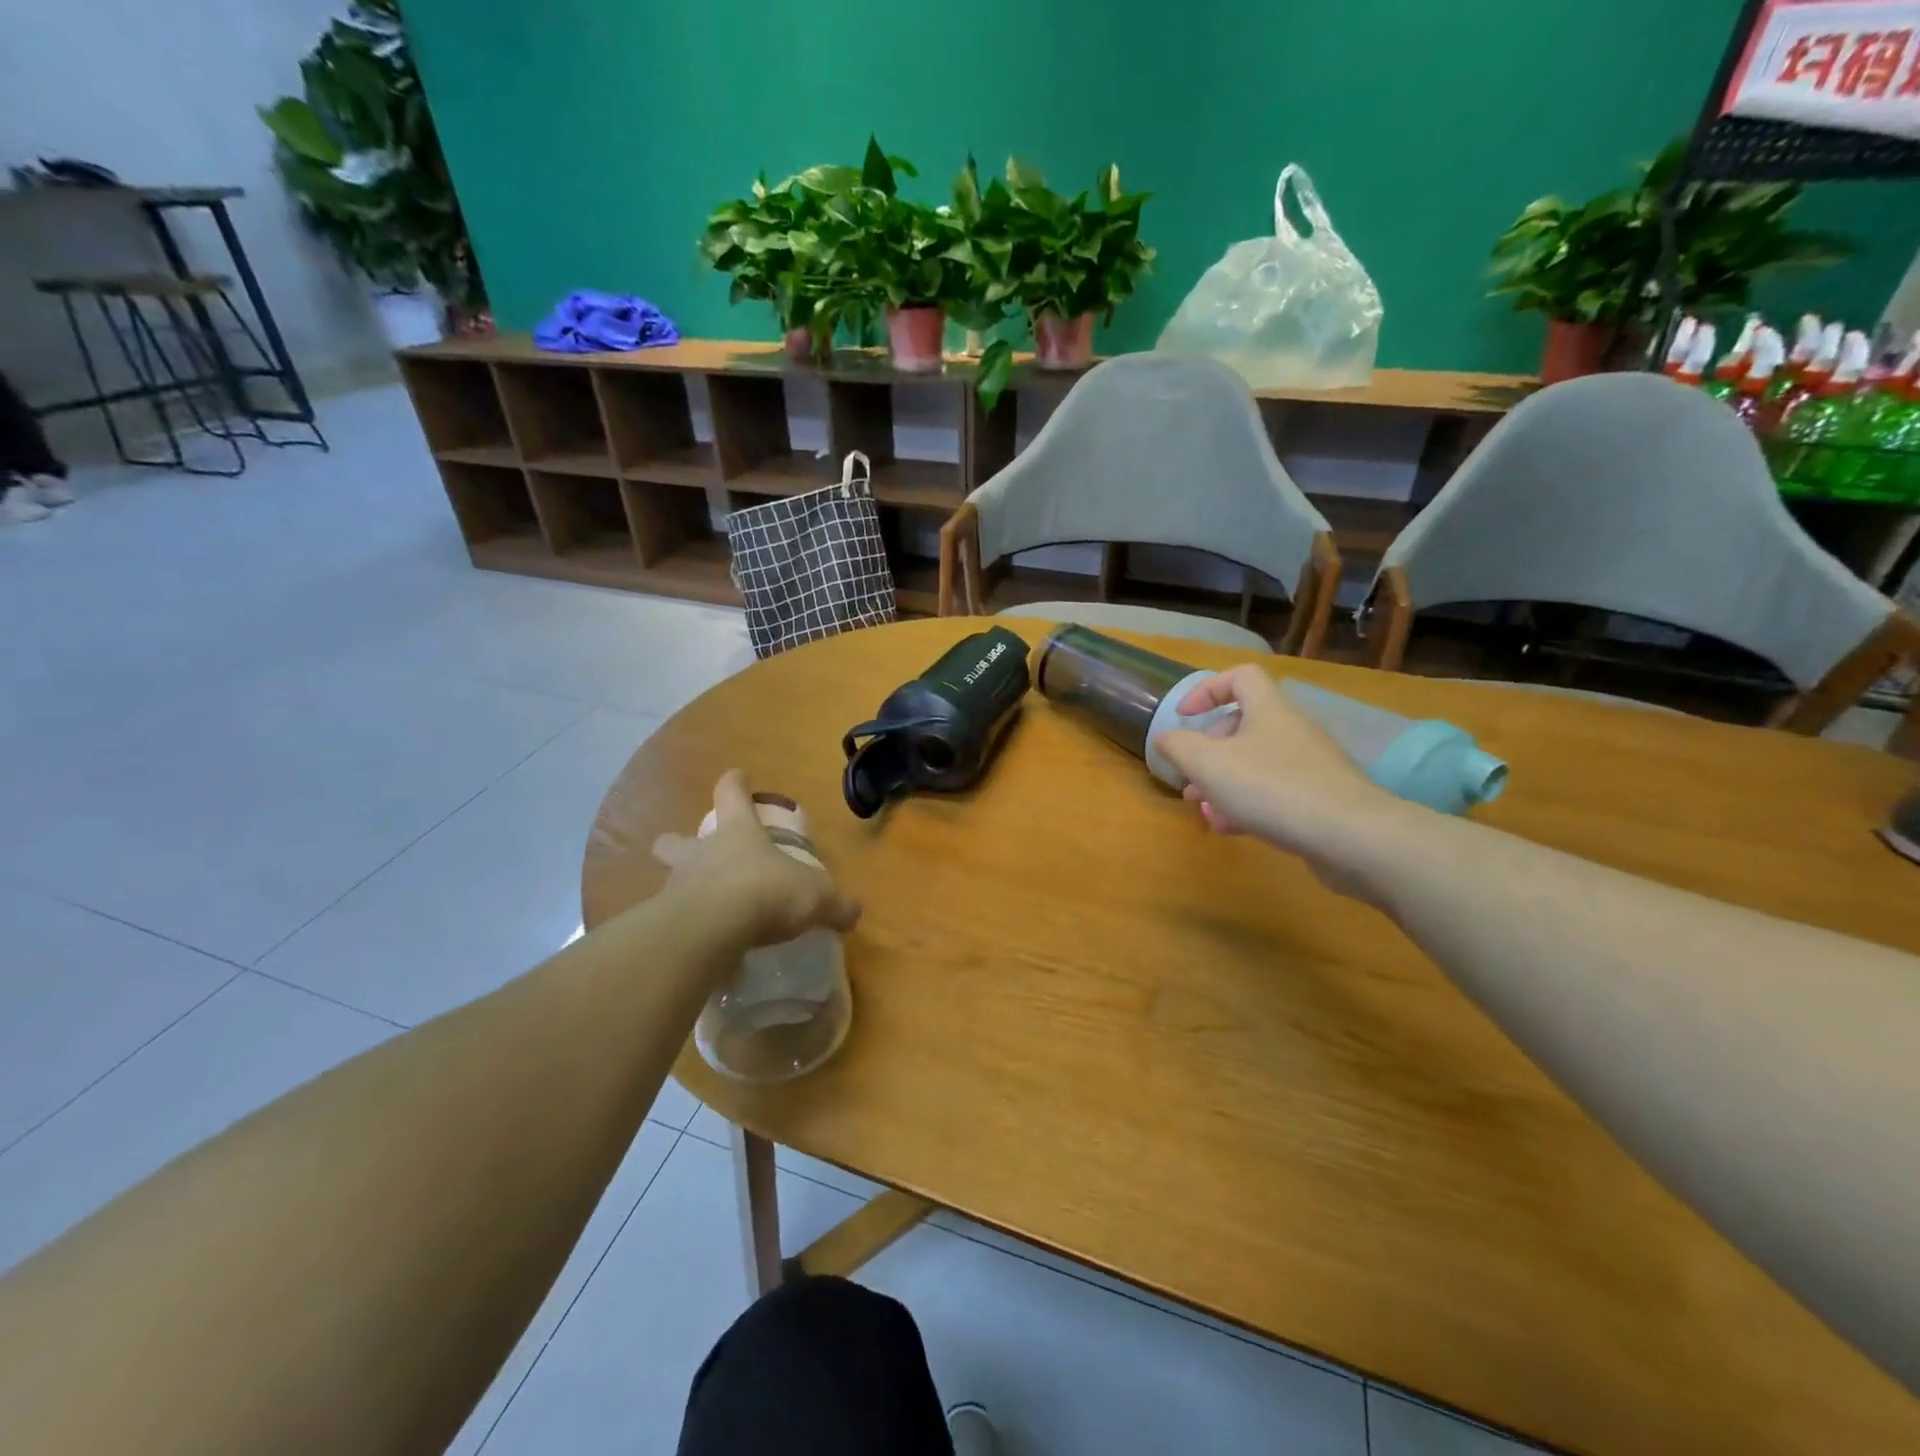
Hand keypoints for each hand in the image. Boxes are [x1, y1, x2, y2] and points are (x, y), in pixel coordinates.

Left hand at [652, 772, 860, 948]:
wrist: (712, 931)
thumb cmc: (767, 892)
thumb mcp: (817, 896)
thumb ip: (836, 904)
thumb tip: (852, 912)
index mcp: (739, 831)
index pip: (731, 793)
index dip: (736, 784)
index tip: (738, 777)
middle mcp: (703, 852)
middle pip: (678, 839)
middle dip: (679, 843)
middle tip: (692, 851)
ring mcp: (678, 886)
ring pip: (672, 879)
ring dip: (684, 889)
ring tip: (704, 910)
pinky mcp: (667, 923)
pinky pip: (674, 921)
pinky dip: (686, 929)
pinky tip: (702, 943)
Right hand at [1154, 667, 1403, 868]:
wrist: (1353, 836)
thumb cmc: (1272, 788)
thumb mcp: (1209, 764)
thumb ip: (1178, 747)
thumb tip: (1164, 737)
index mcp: (1269, 710)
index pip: (1241, 676)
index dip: (1207, 690)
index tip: (1185, 717)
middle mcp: (1293, 730)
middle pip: (1245, 725)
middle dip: (1210, 750)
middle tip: (1190, 777)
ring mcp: (1312, 765)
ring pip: (1257, 763)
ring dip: (1225, 782)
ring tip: (1203, 808)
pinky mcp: (1323, 798)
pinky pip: (1277, 792)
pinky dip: (1249, 804)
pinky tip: (1231, 828)